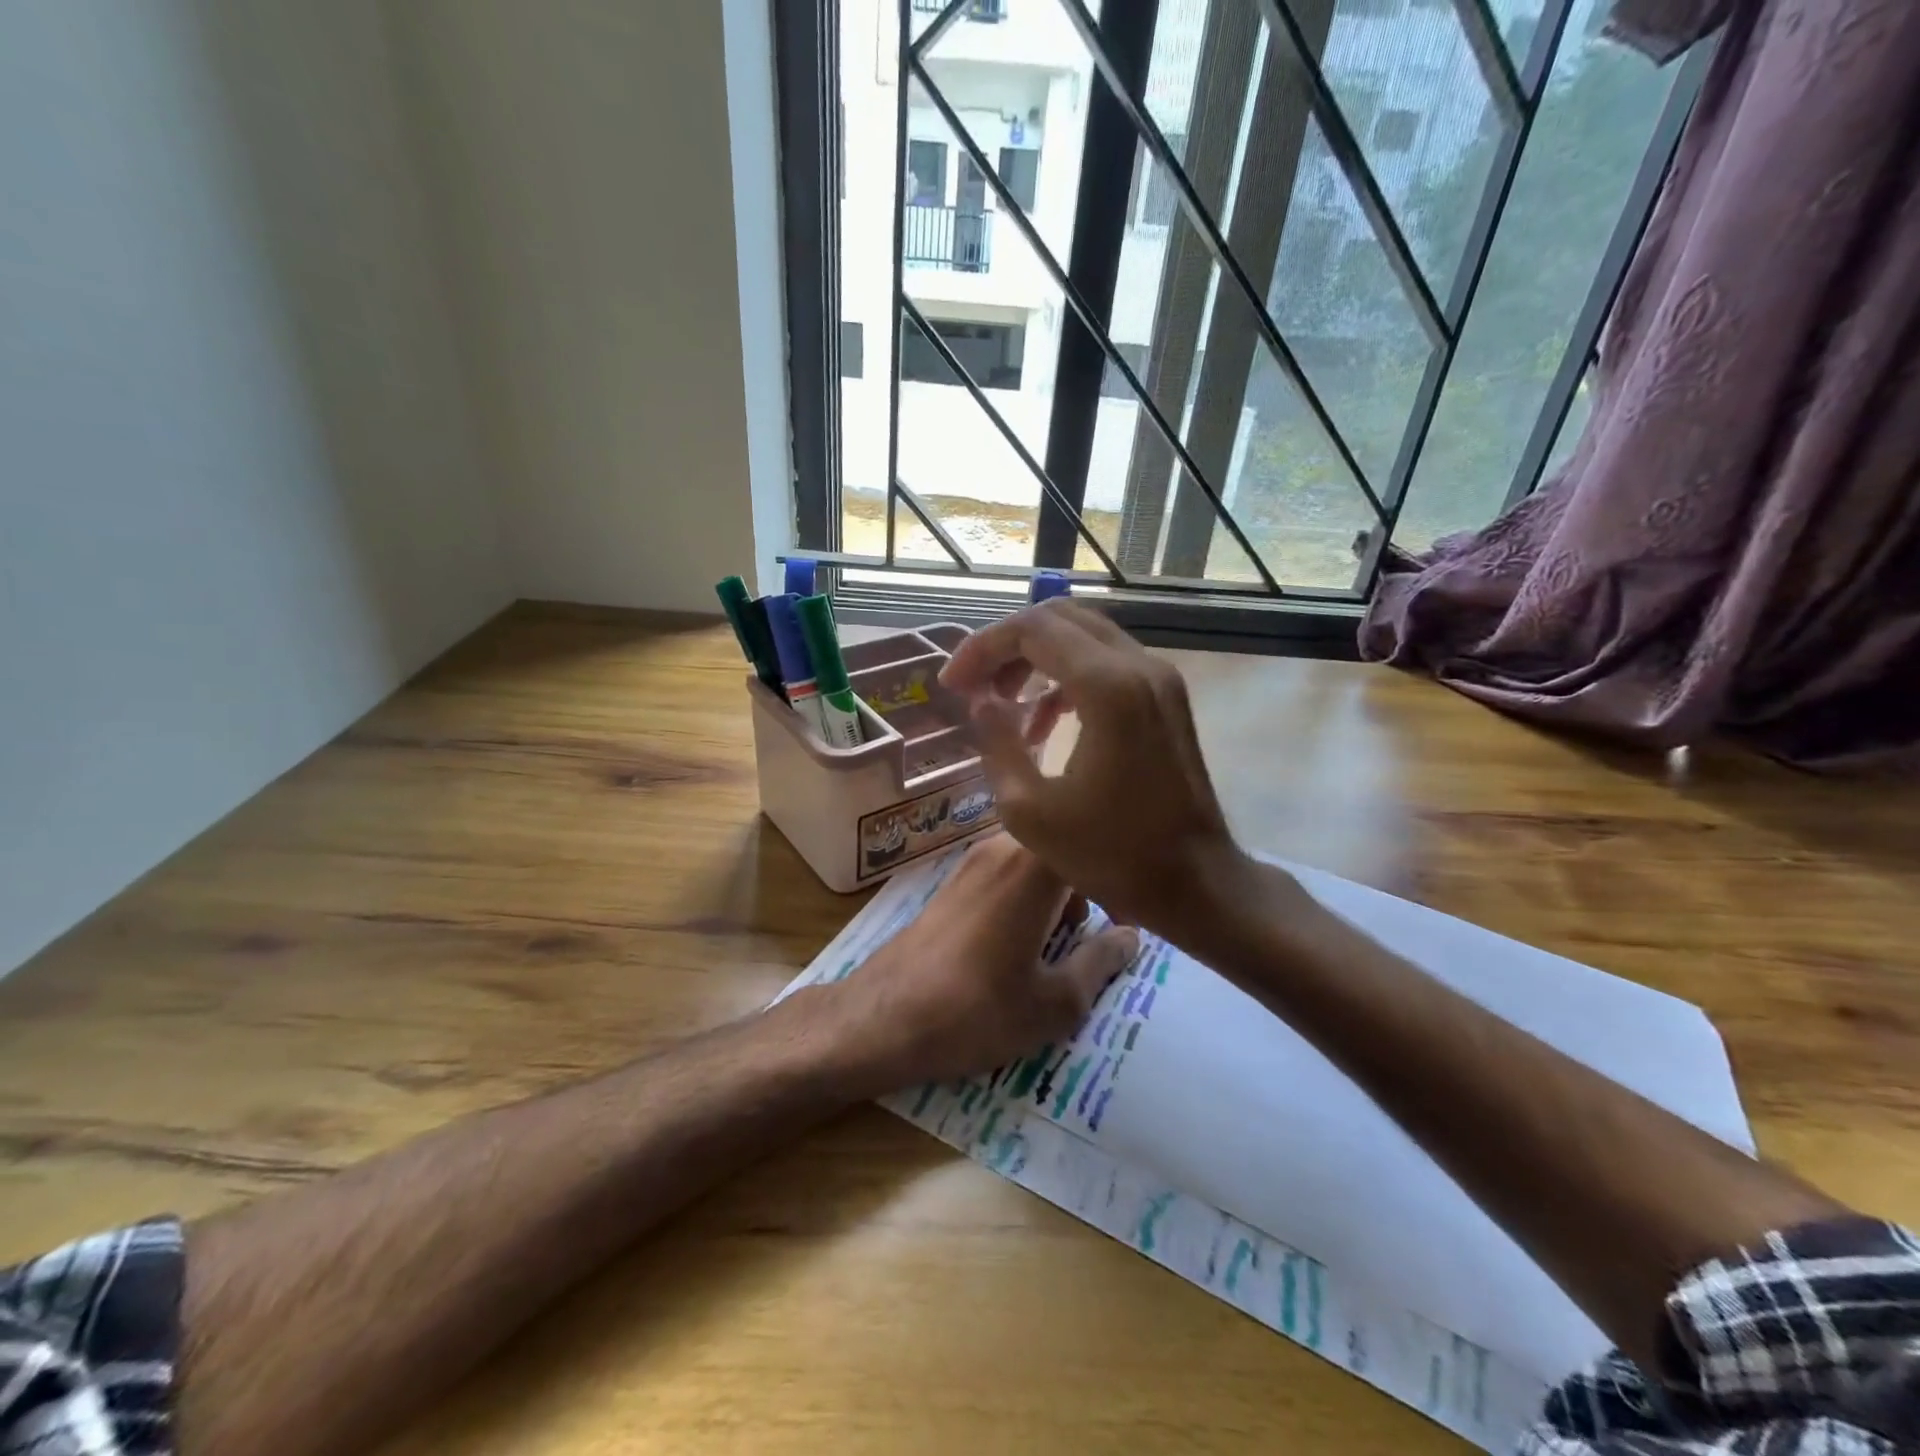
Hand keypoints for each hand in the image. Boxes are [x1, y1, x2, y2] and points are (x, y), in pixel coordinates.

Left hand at [828, 834, 1137, 1090]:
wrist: (882, 1019)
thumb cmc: (976, 1011)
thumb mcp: (1054, 1003)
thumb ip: (1100, 963)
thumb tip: (1131, 937)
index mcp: (1035, 865)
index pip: (1094, 843)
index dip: (1119, 877)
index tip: (1133, 914)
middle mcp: (1003, 847)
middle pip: (1064, 849)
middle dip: (1088, 886)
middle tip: (1096, 935)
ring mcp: (971, 860)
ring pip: (1035, 861)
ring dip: (1056, 893)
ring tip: (1057, 946)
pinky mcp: (951, 881)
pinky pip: (1005, 874)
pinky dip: (1025, 897)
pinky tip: (1018, 945)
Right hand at [938, 600, 1242, 936]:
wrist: (1196, 882)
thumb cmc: (1111, 855)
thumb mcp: (1029, 810)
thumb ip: (997, 742)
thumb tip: (981, 701)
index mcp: (1107, 689)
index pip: (1032, 630)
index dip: (981, 648)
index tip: (952, 684)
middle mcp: (1139, 667)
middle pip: (1059, 618)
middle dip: (1007, 645)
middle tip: (975, 684)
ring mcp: (1160, 678)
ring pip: (1084, 635)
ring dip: (1036, 658)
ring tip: (1003, 704)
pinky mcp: (1166, 696)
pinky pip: (1107, 661)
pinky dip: (1067, 675)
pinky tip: (1044, 719)